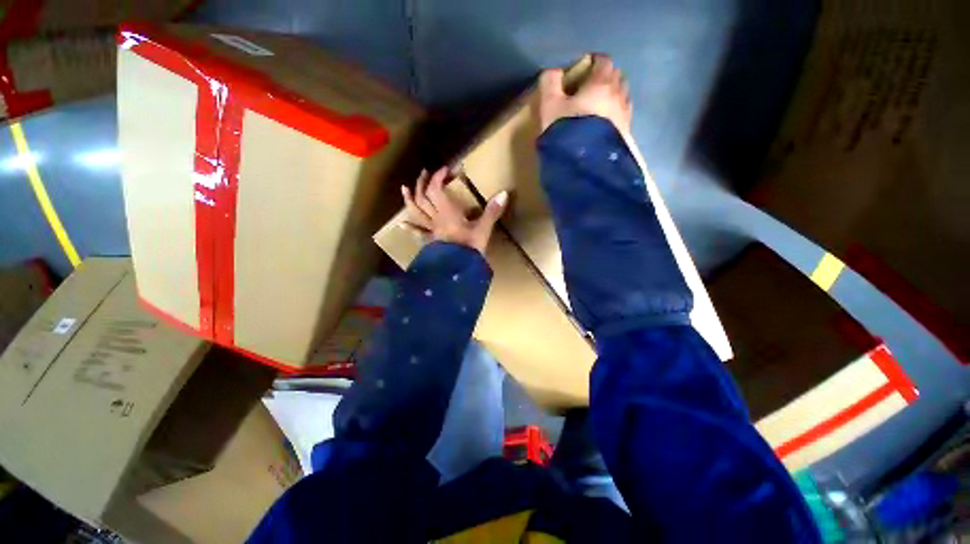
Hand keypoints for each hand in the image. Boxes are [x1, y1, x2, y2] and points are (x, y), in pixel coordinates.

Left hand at [401, 167, 507, 254]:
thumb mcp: (483, 229)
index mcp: (447, 213)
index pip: (436, 189)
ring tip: (405, 189)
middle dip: (423, 183)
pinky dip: (409, 228)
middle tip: (425, 173)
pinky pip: (418, 233)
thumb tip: (504, 193)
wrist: (459, 272)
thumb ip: (492, 211)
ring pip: (416, 212)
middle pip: (423, 197)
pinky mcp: (431, 242)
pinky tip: (401, 224)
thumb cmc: (470, 250)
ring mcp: (431, 231)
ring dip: (410, 200)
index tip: (447, 169)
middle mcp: (436, 219)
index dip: (438, 177)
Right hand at [538, 53, 631, 135]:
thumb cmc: (566, 131)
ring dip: (610, 98)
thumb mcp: (549, 106)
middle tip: (588, 90)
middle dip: (603, 79)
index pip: (603, 61)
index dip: (592, 62)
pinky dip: (613, 116)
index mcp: (602, 82)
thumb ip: (550, 84)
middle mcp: (618, 95)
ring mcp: (625, 115)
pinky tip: (602, 127)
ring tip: (596, 110)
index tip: (581, 71)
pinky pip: (621, 117)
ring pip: (621, 97)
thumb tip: (554, 72)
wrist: (584, 165)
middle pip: (616, 77)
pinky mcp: (626, 134)